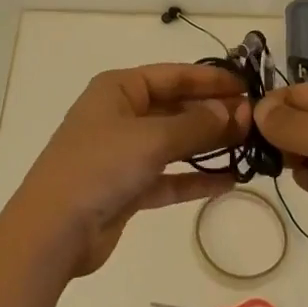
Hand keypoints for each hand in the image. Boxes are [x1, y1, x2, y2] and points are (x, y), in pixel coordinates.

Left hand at [4, 63, 250, 276]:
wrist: (52, 231)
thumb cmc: (100, 166)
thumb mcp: (151, 139)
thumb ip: (195, 125)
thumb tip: (233, 111)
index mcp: (119, 88)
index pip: (173, 75)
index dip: (210, 79)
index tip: (246, 85)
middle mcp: (122, 114)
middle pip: (175, 107)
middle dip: (213, 113)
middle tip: (254, 120)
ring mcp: (123, 152)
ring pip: (174, 142)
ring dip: (208, 145)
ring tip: (248, 146)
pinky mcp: (127, 188)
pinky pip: (168, 176)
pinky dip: (194, 177)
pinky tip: (229, 180)